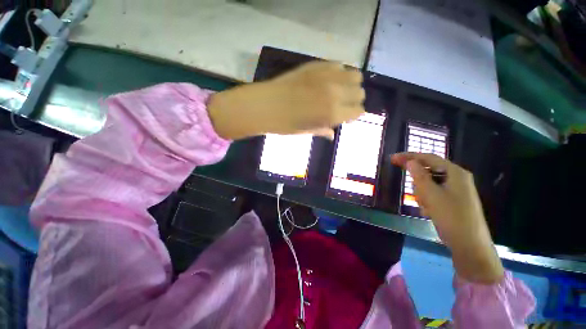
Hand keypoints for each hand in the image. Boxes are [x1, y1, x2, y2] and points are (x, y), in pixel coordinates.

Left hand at [208, 61, 364, 139]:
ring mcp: (327, 76)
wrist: (266, 105)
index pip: (358, 111)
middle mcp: (335, 93)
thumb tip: (332, 134)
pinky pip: (339, 65)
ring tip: (339, 90)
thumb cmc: (285, 124)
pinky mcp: (318, 65)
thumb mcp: (306, 131)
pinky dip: (339, 73)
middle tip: (343, 104)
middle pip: (360, 92)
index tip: (347, 116)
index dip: (354, 115)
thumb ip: (323, 130)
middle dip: (354, 99)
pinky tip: (328, 80)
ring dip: (350, 84)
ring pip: (355, 75)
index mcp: (333, 113)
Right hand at [392, 153, 503, 283]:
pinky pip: (434, 194)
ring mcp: (456, 190)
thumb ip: (419, 175)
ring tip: (426, 207)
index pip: (428, 158)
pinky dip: (428, 200)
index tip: (392, 158)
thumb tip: (410, 161)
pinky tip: (429, 211)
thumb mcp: (431, 194)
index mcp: (455, 173)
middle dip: (419, 183)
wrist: (469, 245)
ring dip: (423, 194)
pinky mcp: (453, 200)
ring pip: (430, 184)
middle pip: (429, 172)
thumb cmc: (451, 217)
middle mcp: (457, 178)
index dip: (409, 156)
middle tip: (416, 194)